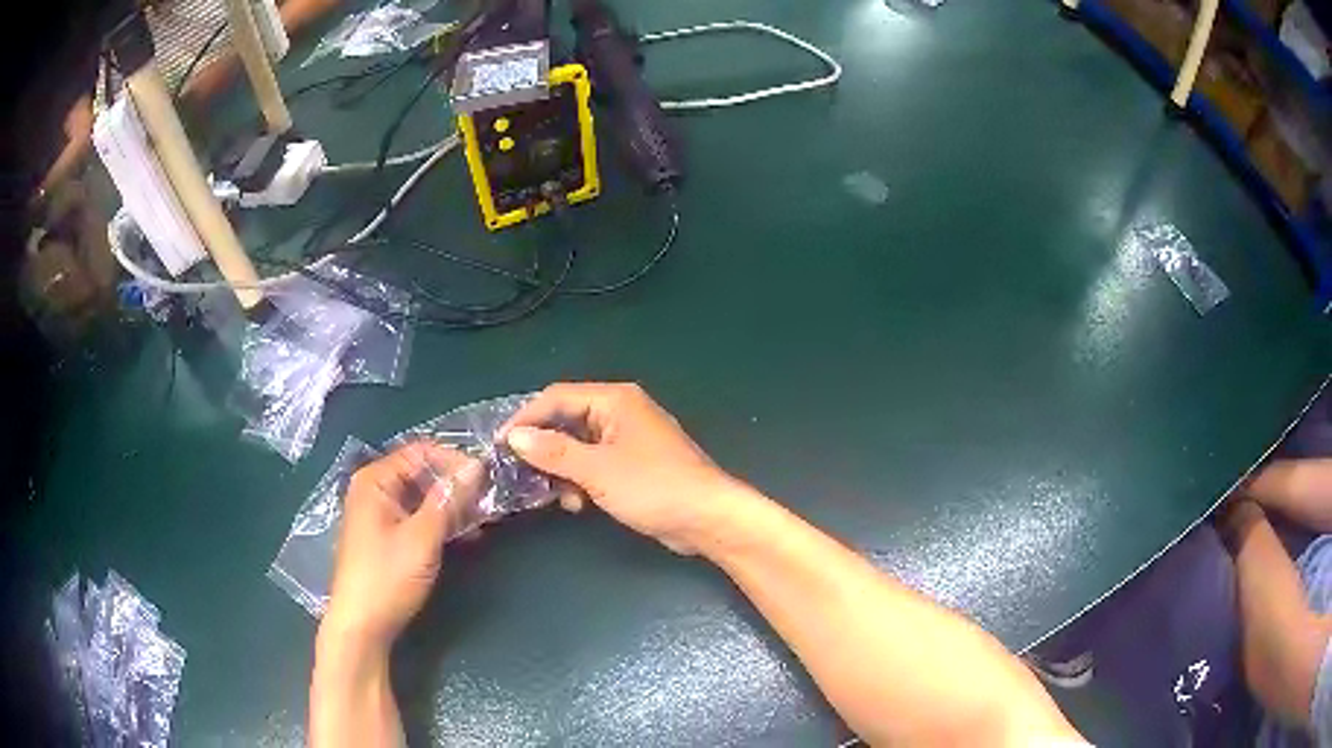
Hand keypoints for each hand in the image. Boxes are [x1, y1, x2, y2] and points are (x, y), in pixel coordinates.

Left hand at [321, 443, 483, 650]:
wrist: (362, 625)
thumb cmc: (387, 577)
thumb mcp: (422, 538)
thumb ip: (449, 500)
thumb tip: (476, 466)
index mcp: (375, 480)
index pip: (420, 452)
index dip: (454, 460)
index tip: (487, 478)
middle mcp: (374, 490)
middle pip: (421, 473)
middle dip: (455, 485)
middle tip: (489, 501)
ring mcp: (379, 514)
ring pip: (422, 498)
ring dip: (451, 506)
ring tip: (483, 520)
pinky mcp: (386, 537)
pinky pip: (417, 517)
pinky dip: (440, 522)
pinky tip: (465, 536)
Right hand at [499, 382, 744, 554]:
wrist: (706, 519)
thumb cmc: (654, 487)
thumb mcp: (597, 470)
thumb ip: (554, 451)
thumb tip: (515, 436)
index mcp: (614, 401)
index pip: (557, 397)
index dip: (526, 419)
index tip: (500, 444)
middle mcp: (621, 412)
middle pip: (567, 421)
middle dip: (545, 449)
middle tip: (520, 473)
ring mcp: (629, 439)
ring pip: (579, 447)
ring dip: (563, 470)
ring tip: (556, 496)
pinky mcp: (634, 465)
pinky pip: (595, 464)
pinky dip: (581, 480)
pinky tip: (578, 504)